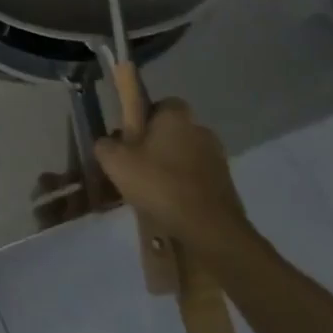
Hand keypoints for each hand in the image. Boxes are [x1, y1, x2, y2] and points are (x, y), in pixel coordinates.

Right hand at [93, 99, 251, 252]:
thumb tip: (107, 143)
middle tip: (137, 165)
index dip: (144, 118)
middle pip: (173, 131)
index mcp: (175, 116)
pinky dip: (186, 188)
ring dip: (173, 167)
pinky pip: (199, 179)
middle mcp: (200, 129)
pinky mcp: (227, 185)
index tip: (131, 137)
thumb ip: (105, 145)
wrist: (208, 228)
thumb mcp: (116, 162)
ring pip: (186, 156)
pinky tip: (172, 206)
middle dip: (158, 144)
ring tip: (153, 191)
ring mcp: (218, 158)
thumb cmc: (159, 183)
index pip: (160, 104)